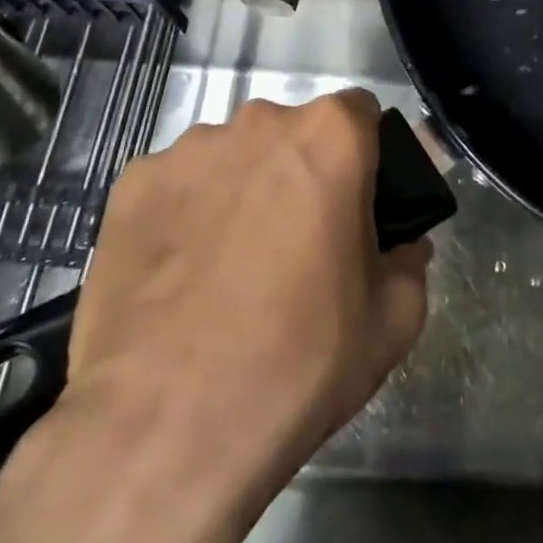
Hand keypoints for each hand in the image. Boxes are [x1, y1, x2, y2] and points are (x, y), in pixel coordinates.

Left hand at [0, 90, 430, 542]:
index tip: (357, 203)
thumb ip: (410, 262)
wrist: (165, 429)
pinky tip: (179, 275)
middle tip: (298, 242)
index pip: (361, 113)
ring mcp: (188, 150)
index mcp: (330, 136)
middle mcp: (259, 122)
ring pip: (233, 156)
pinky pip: (176, 185)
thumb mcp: (393, 321)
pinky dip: (185, 213)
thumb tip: (403, 247)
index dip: (365, 155)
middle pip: (292, 132)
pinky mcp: (132, 184)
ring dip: (242, 189)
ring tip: (229, 264)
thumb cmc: (299, 362)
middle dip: (301, 172)